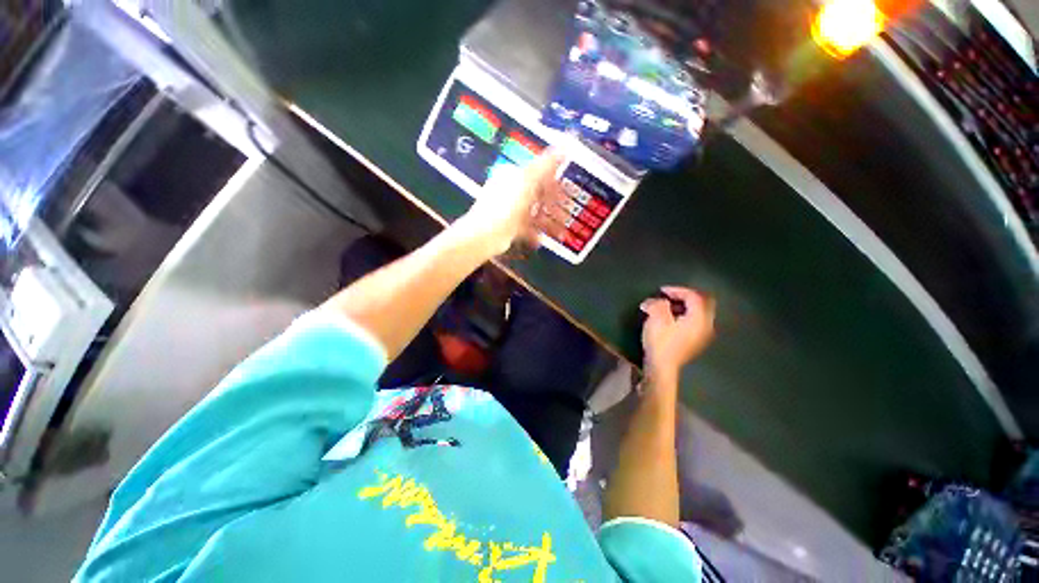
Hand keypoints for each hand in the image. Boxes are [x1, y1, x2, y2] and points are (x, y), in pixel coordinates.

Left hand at [456, 150, 570, 255]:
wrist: (484, 236)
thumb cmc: (505, 206)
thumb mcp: (527, 181)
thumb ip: (546, 164)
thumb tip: (565, 143)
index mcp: (512, 175)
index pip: (538, 174)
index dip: (555, 184)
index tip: (568, 193)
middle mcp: (509, 190)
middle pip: (537, 196)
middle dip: (553, 207)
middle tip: (567, 216)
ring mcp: (508, 210)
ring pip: (533, 213)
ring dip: (548, 222)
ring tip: (559, 233)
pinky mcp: (507, 227)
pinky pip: (526, 228)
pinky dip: (535, 234)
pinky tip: (541, 240)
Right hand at [641, 286, 715, 379]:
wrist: (662, 367)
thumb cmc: (660, 341)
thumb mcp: (656, 317)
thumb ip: (658, 304)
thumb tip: (657, 302)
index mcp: (699, 318)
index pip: (693, 296)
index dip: (677, 290)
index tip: (662, 290)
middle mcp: (706, 326)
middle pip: (703, 303)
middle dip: (687, 297)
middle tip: (671, 295)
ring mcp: (703, 336)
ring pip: (700, 314)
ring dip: (686, 307)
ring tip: (669, 307)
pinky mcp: (696, 343)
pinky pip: (696, 323)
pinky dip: (686, 316)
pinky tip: (673, 320)